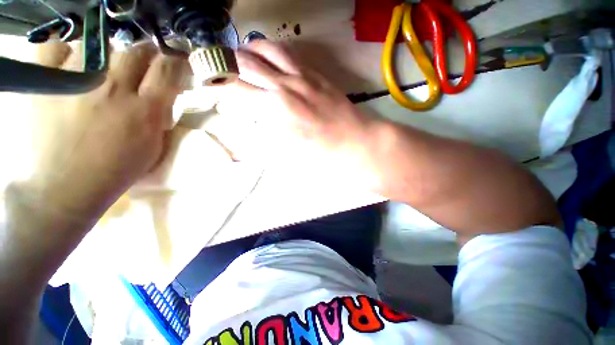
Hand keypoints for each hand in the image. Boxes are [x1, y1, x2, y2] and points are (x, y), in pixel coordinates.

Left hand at [27, 42, 189, 221]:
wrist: (63, 188)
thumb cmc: (115, 170)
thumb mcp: (153, 147)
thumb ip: (160, 117)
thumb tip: (162, 94)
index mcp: (145, 110)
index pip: (167, 69)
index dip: (173, 62)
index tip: (173, 64)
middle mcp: (113, 89)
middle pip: (135, 51)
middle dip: (143, 58)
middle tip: (139, 69)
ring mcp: (75, 81)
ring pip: (99, 46)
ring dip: (106, 58)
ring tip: (100, 75)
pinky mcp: (45, 82)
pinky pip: (55, 48)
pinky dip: (64, 53)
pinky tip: (68, 67)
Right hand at [215, 41, 383, 185]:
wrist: (355, 142)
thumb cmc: (322, 155)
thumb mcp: (287, 155)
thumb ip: (263, 139)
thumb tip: (246, 126)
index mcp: (275, 111)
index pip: (234, 90)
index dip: (217, 86)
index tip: (207, 87)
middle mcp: (284, 86)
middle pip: (245, 62)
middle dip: (224, 61)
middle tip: (215, 65)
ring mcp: (301, 76)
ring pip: (267, 48)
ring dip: (248, 49)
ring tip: (239, 55)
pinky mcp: (315, 74)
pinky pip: (289, 54)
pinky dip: (272, 51)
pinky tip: (269, 57)